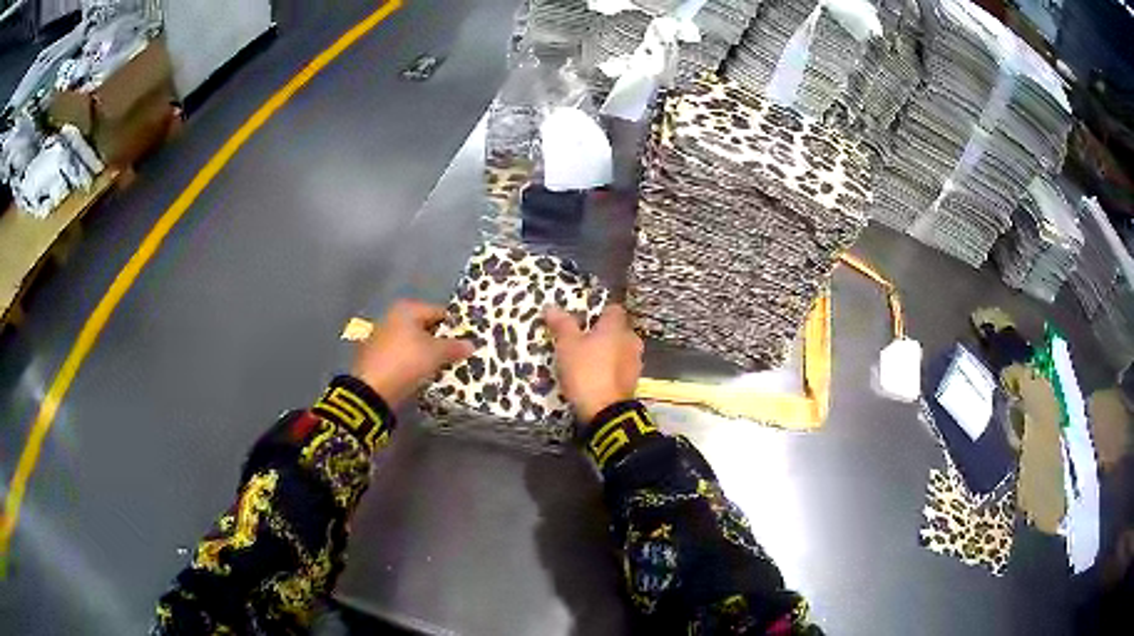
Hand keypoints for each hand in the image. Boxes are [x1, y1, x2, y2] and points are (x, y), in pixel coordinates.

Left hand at [352, 299, 474, 406]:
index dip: (455, 327)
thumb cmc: (407, 361)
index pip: (439, 312)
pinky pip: (401, 354)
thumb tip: (471, 344)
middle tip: (455, 356)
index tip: (466, 342)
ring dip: (425, 352)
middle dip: (439, 340)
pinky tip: (420, 374)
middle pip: (425, 326)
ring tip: (439, 367)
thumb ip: (455, 347)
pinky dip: (411, 361)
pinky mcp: (375, 355)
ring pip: (412, 341)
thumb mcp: (436, 354)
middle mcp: (392, 316)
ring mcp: (381, 335)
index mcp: (407, 309)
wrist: (372, 389)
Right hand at [546, 304, 643, 423]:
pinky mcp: (633, 382)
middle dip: (601, 334)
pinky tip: (594, 379)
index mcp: (617, 326)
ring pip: (619, 350)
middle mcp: (631, 340)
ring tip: (585, 362)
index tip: (583, 320)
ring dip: (606, 354)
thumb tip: (551, 307)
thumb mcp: (567, 345)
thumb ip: (562, 324)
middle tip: (580, 342)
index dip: (598, 312)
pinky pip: (619, 369)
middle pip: (616, 330)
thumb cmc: (586, 370)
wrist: (605, 411)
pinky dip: (609, 370)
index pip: (613, 309)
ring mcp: (635, 362)